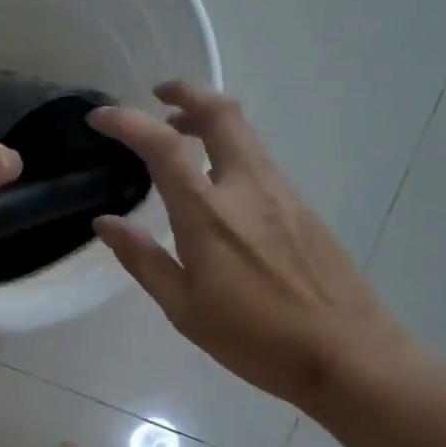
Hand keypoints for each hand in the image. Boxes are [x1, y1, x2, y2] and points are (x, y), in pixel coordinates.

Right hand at [88, 82, 411, 409]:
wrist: (346, 353)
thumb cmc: (253, 338)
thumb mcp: (183, 308)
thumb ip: (143, 259)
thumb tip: (105, 223)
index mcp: (208, 214)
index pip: (162, 146)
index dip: (127, 122)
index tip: (99, 118)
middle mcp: (247, 189)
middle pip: (221, 114)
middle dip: (186, 93)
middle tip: (159, 95)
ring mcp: (282, 194)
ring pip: (245, 135)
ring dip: (209, 122)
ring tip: (180, 138)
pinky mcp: (303, 209)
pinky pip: (260, 162)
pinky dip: (230, 152)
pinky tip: (219, 187)